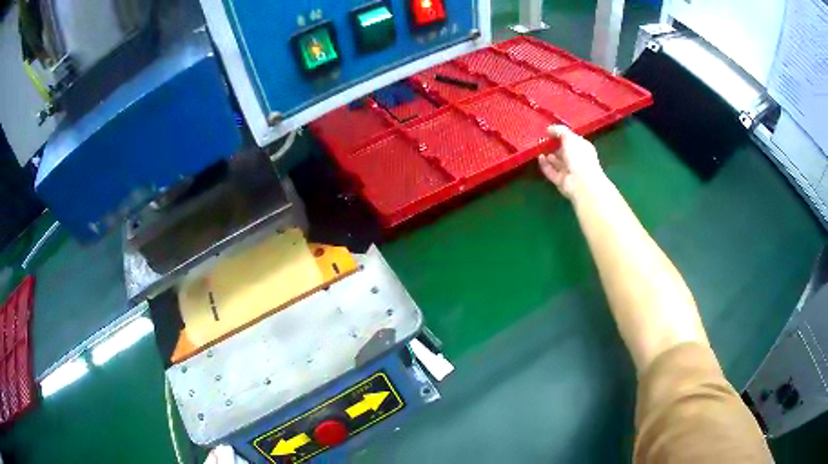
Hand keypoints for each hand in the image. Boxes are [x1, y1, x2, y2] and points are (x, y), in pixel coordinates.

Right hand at [538, 125, 603, 199]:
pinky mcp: (561, 180)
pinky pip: (550, 171)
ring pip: (556, 162)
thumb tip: (549, 129)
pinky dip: (544, 165)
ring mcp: (569, 171)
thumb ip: (559, 131)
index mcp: (582, 148)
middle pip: (563, 151)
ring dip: (548, 155)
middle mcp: (576, 159)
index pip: (572, 139)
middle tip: (542, 139)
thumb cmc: (579, 157)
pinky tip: (539, 157)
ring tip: (539, 147)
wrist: (581, 183)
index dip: (561, 134)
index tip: (549, 131)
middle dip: (553, 145)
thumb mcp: (570, 138)